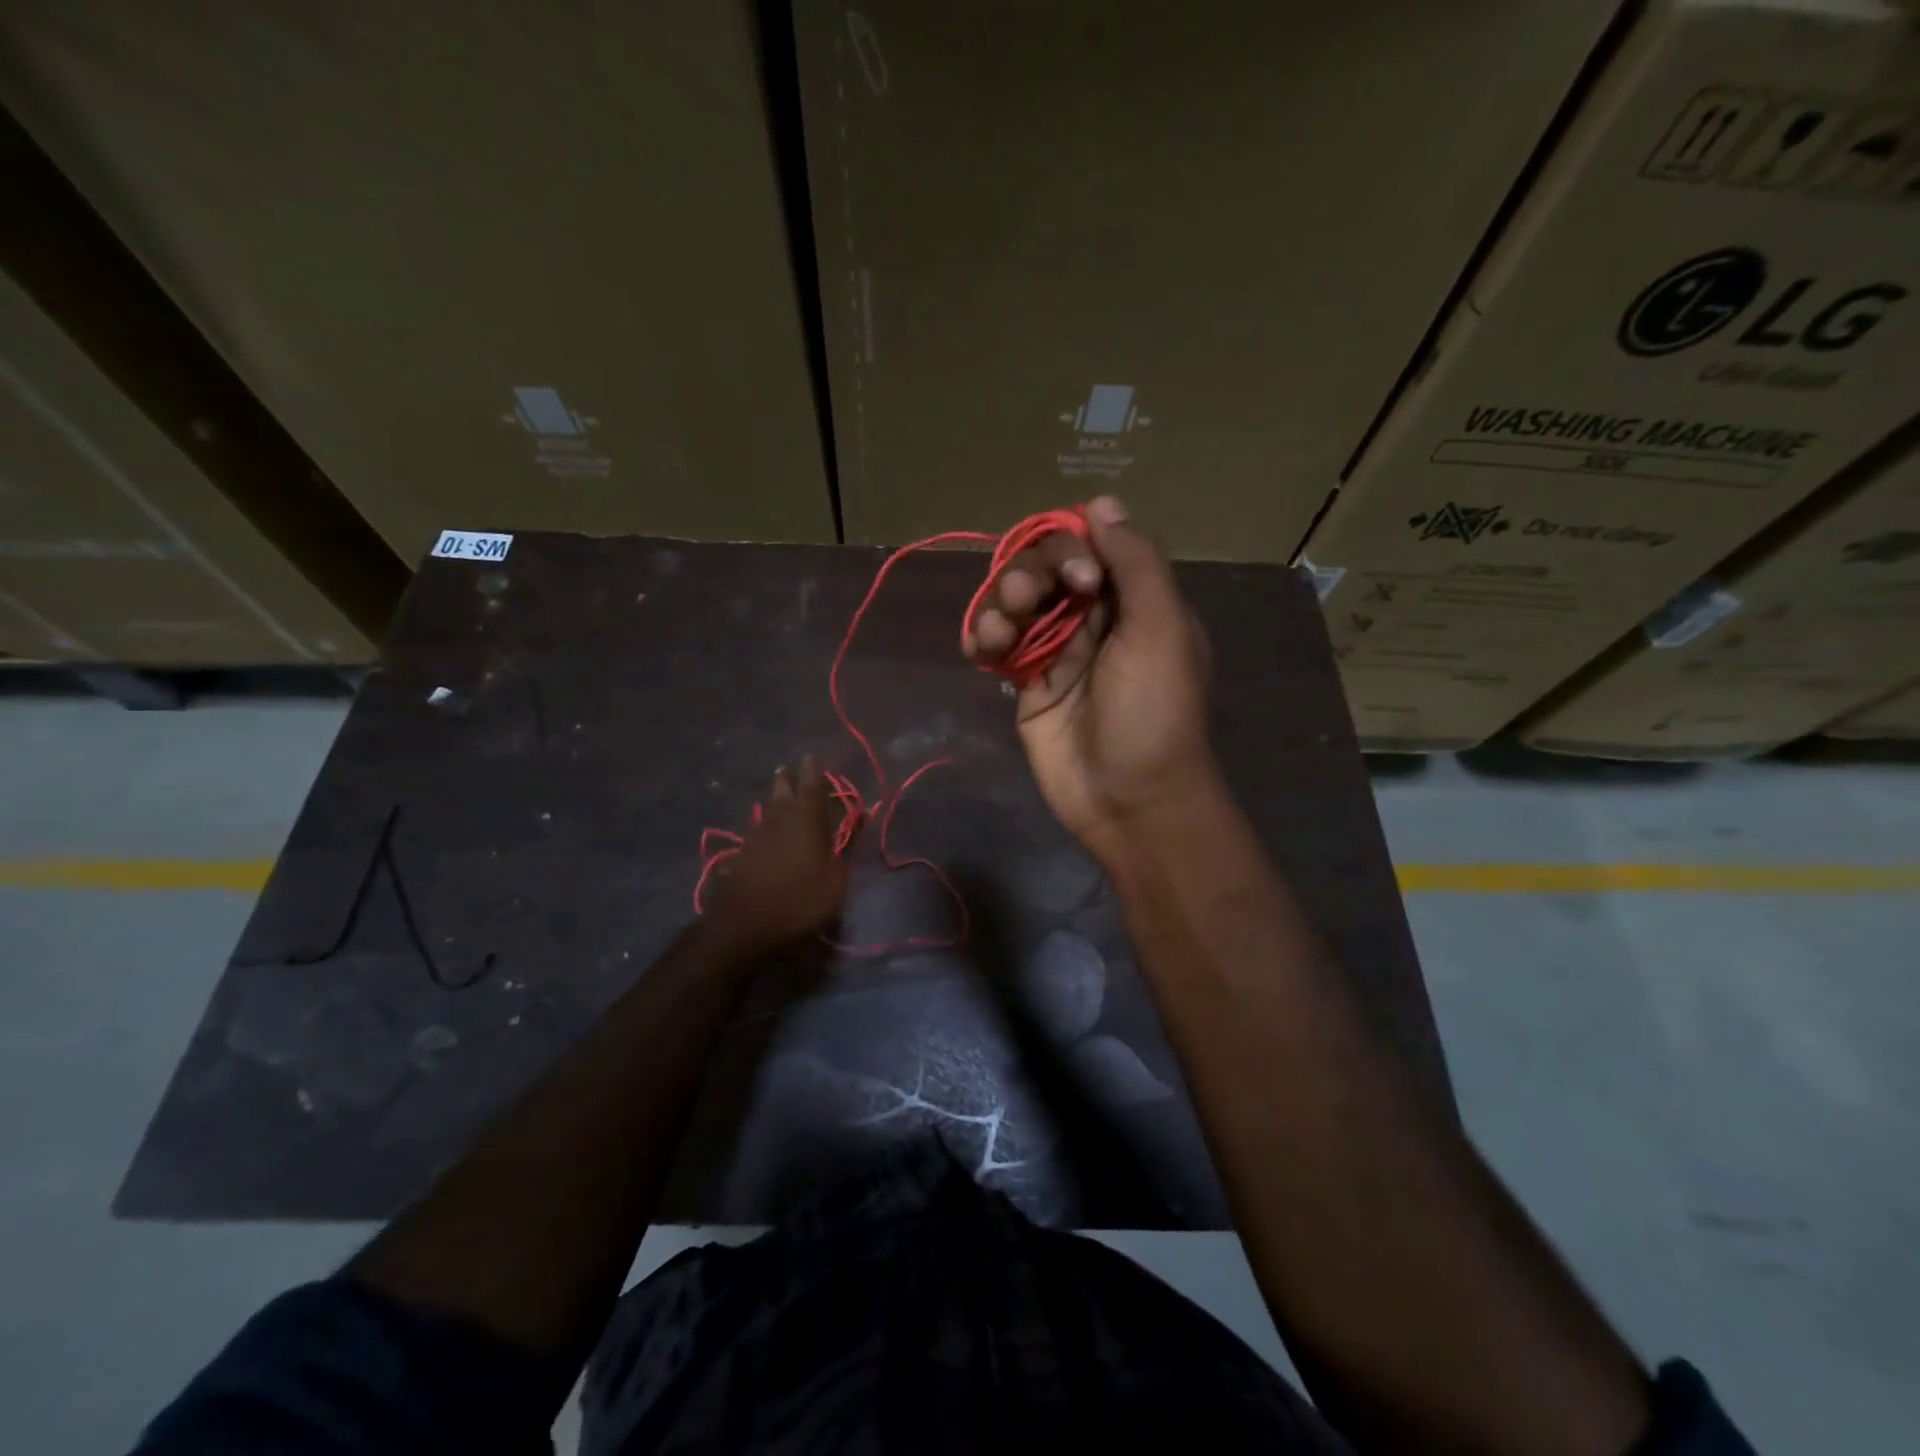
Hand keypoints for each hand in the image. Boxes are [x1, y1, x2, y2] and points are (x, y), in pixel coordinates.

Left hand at [705, 757, 851, 952]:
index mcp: (805, 820)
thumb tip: (853, 826)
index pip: (811, 787)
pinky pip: (754, 833)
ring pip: (765, 811)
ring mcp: (755, 839)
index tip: (811, 757)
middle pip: (781, 792)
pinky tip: (761, 833)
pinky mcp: (740, 858)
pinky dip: (762, 828)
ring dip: (772, 802)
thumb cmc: (801, 901)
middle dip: (786, 780)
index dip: (813, 771)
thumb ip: (843, 850)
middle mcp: (778, 821)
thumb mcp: (836, 879)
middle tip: (787, 770)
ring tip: (776, 797)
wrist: (746, 927)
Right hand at [964, 496, 1219, 861]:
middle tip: (1025, 603)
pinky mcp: (1028, 683)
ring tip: (996, 634)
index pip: (1090, 544)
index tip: (1079, 578)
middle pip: (1044, 567)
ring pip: (1015, 602)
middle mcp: (1094, 617)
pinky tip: (977, 648)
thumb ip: (1136, 563)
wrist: (1131, 800)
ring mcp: (1058, 651)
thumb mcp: (1161, 629)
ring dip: (998, 605)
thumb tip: (1102, 503)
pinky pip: (997, 644)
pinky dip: (982, 637)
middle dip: (1028, 575)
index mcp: (1133, 599)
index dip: (1071, 547)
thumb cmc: (1154, 712)